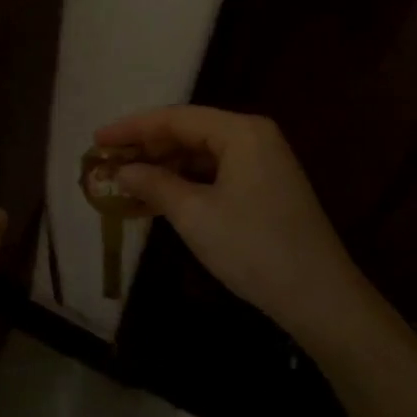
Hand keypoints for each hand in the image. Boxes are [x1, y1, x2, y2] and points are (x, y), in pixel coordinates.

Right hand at [94, 106, 363, 350]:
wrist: (320, 297)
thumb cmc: (253, 247)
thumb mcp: (194, 215)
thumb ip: (154, 184)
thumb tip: (120, 171)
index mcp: (240, 132)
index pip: (175, 118)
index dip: (132, 128)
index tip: (97, 139)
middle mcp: (253, 137)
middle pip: (188, 132)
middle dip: (146, 149)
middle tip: (107, 163)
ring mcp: (262, 162)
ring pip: (200, 155)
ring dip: (164, 168)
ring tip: (125, 182)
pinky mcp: (265, 187)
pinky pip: (215, 174)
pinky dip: (186, 184)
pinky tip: (158, 199)